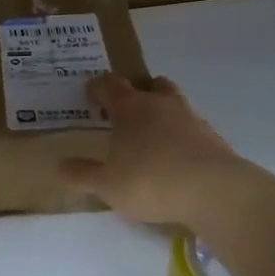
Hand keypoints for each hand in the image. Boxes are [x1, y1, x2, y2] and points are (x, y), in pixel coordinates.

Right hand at [59, 74, 263, 229]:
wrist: (214, 191)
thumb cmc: (150, 180)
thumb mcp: (107, 185)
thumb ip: (83, 174)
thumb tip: (60, 166)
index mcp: (131, 108)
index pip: (110, 85)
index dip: (98, 87)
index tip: (90, 94)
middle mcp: (161, 104)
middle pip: (150, 85)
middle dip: (138, 93)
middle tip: (126, 112)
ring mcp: (192, 118)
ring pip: (175, 103)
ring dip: (163, 112)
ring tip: (153, 136)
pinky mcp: (213, 138)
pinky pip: (193, 128)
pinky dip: (183, 137)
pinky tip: (178, 158)